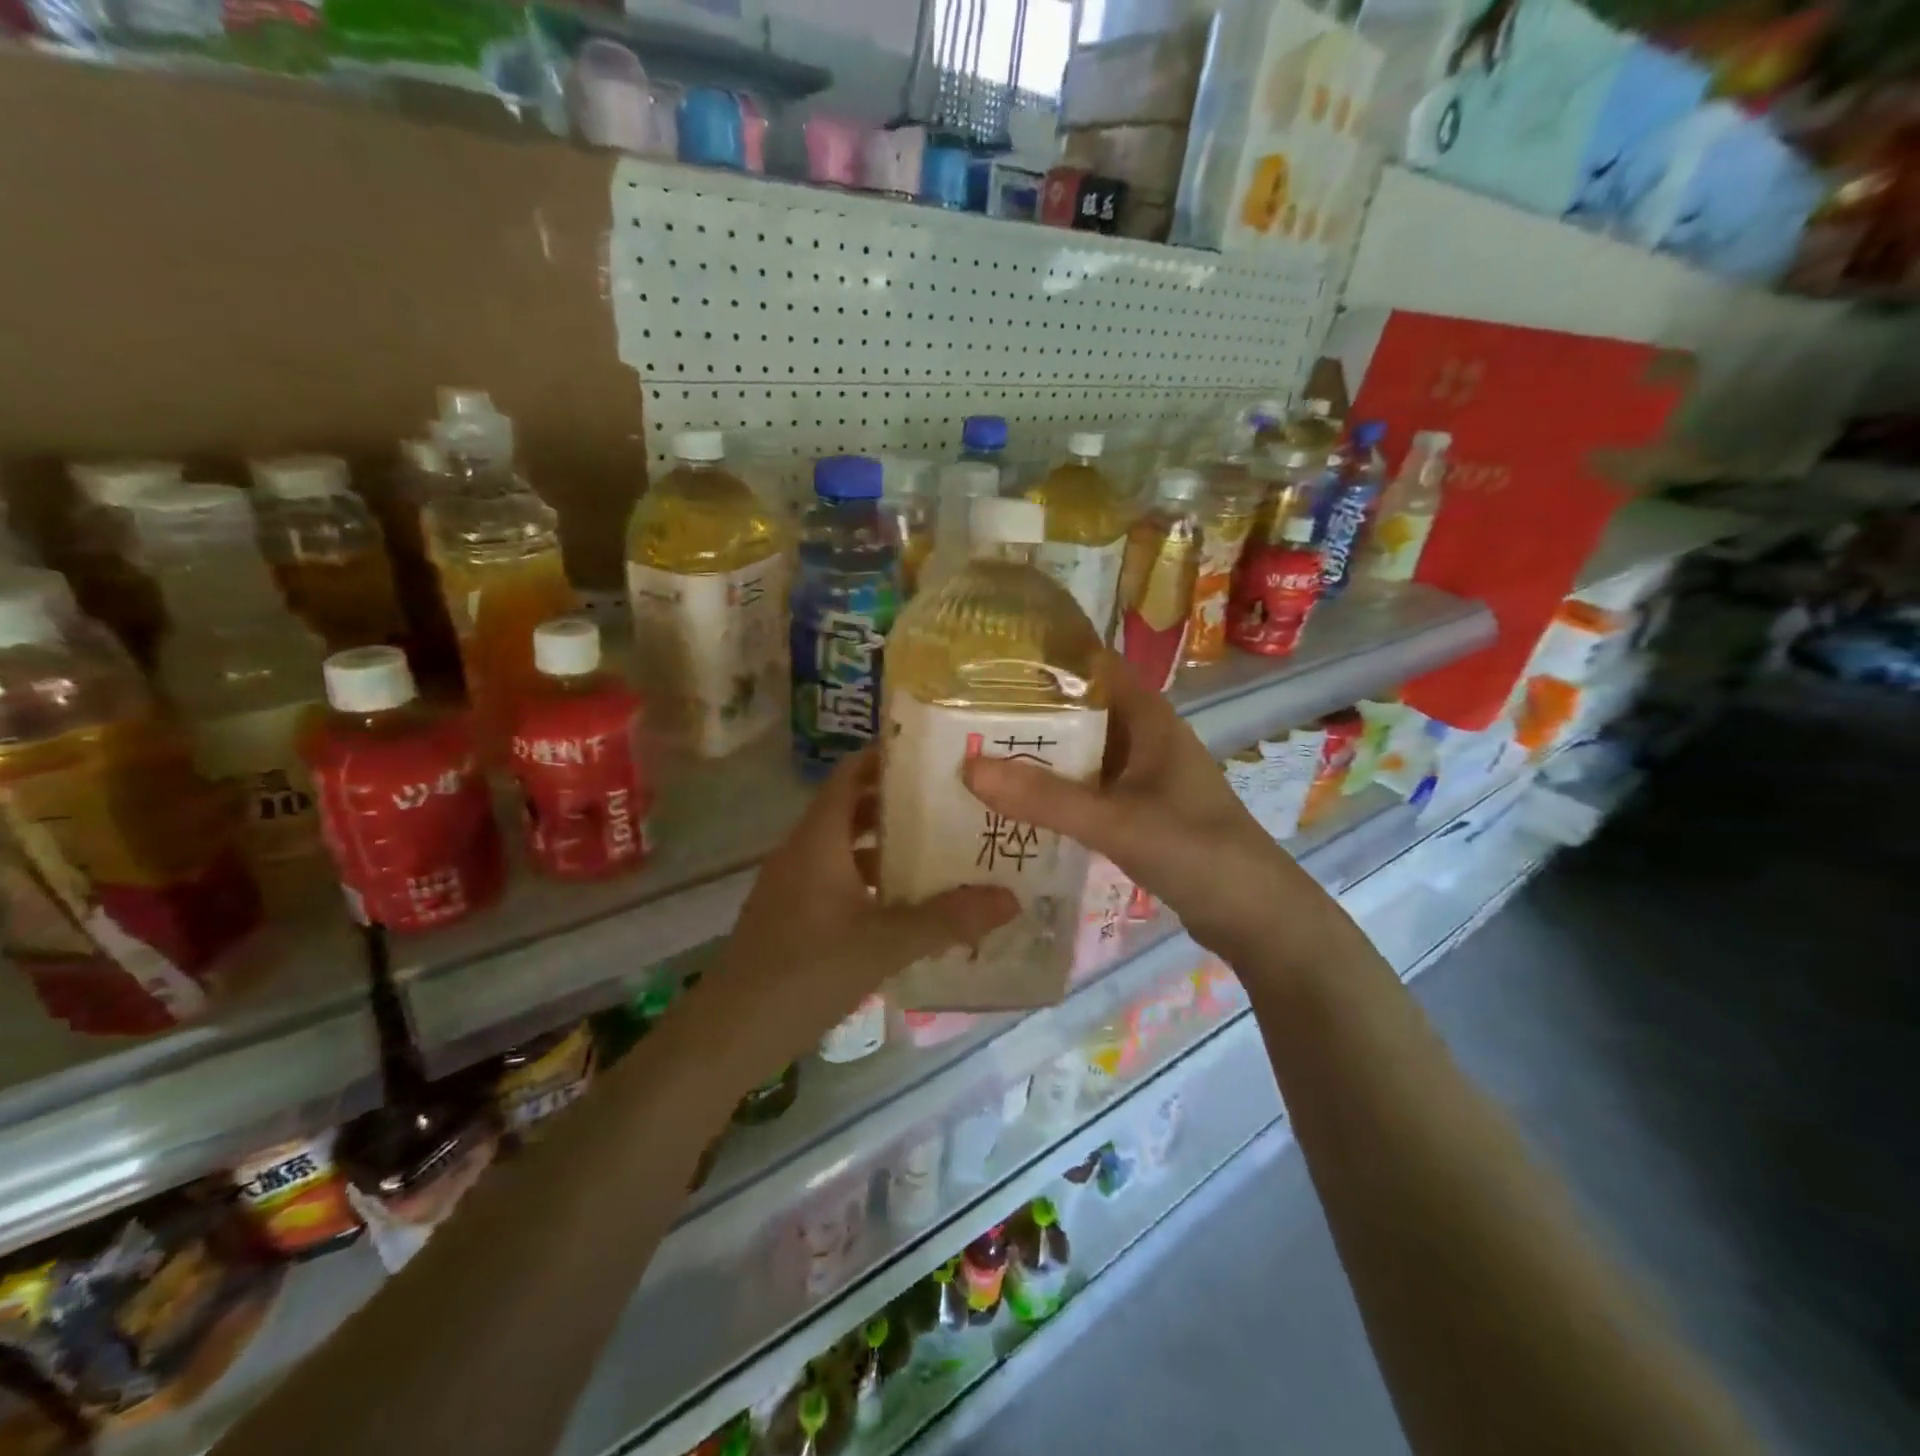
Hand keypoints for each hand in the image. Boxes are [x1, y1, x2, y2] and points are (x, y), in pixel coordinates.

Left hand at [701, 750, 1016, 1082]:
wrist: (728, 1035)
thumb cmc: (805, 973)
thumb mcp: (883, 944)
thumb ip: (947, 920)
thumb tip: (1010, 899)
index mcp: (819, 839)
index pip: (850, 774)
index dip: (887, 758)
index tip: (935, 756)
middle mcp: (803, 851)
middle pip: (853, 809)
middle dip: (900, 804)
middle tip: (954, 805)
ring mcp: (794, 884)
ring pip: (847, 848)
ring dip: (889, 847)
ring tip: (942, 851)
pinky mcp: (793, 915)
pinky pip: (839, 880)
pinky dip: (873, 882)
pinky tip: (907, 905)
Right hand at [964, 653, 1321, 964]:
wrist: (1253, 914)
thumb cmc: (1195, 850)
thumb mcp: (1116, 822)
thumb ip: (1046, 798)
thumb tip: (969, 768)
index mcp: (1148, 717)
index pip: (1092, 666)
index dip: (1045, 658)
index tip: (988, 662)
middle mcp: (1143, 737)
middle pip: (1078, 710)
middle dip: (1028, 711)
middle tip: (963, 714)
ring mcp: (1141, 776)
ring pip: (1080, 752)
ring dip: (1038, 754)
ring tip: (975, 753)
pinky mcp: (1137, 810)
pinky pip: (1086, 789)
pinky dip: (1054, 791)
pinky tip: (1014, 803)